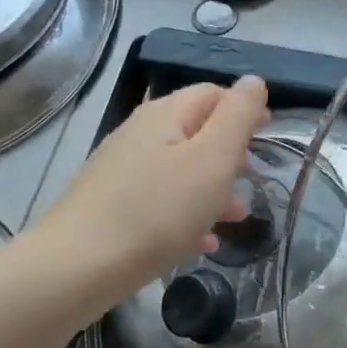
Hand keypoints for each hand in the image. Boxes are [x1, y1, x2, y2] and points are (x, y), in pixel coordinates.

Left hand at [40, 77, 268, 293]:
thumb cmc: (157, 211)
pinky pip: (160, 200)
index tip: (269, 138)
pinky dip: (186, 214)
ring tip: (236, 218)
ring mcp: (122, 169)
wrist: (77, 267)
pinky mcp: (111, 204)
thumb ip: (238, 116)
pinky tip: (202, 243)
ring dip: (212, 187)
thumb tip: (254, 80)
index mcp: (166, 114)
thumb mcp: (212, 159)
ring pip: (180, 168)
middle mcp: (140, 133)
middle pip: (196, 131)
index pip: (214, 93)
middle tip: (253, 181)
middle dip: (230, 153)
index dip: (244, 110)